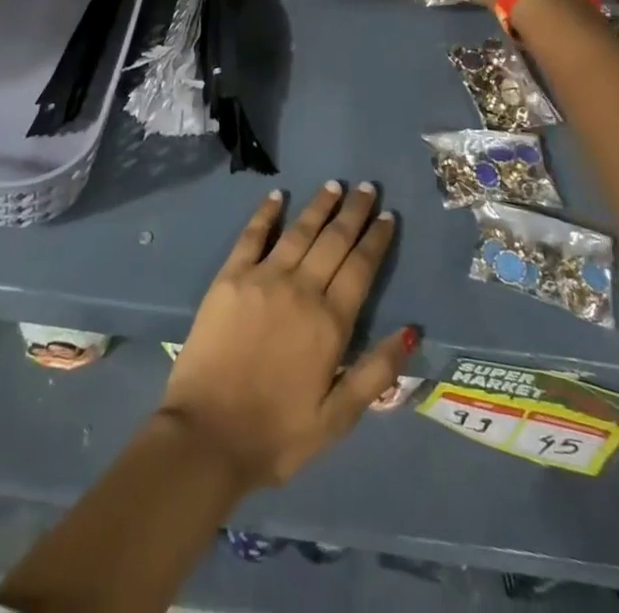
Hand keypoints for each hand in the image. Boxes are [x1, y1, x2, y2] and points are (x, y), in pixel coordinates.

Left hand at [158, 183, 414, 489]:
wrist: (208, 434)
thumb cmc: (277, 433)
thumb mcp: (338, 418)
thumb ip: (376, 372)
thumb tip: (411, 330)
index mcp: (330, 323)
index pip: (361, 268)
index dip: (376, 240)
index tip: (387, 216)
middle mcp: (301, 289)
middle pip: (334, 241)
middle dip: (353, 213)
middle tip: (367, 188)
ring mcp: (263, 278)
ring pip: (299, 231)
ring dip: (319, 206)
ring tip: (335, 185)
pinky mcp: (230, 277)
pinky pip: (252, 235)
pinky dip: (266, 212)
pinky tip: (277, 195)